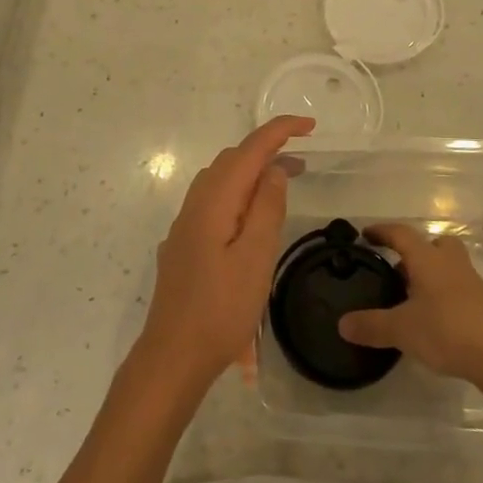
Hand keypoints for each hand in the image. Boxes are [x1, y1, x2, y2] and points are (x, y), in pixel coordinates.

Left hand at [137, 116, 313, 393]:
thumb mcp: (256, 257)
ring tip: (282, 185)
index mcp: (214, 201)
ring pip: (220, 181)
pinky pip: (213, 203)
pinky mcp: (184, 245)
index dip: (279, 131)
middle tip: (303, 162)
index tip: (309, 126)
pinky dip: (237, 196)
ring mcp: (185, 225)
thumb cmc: (221, 309)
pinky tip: (249, 220)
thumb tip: (274, 170)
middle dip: (267, 151)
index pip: (249, 150)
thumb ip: (266, 208)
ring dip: (251, 174)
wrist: (173, 355)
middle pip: (232, 161)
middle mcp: (195, 204)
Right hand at [337, 225, 482, 387]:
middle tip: (399, 268)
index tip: (367, 234)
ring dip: (433, 275)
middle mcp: (451, 264)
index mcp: (427, 259)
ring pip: (450, 267)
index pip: (401, 234)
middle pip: (435, 244)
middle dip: (417, 252)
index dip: (383, 232)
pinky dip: (447, 298)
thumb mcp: (402, 330)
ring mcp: (473, 284)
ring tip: (415, 299)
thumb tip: (342, 324)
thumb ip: (372, 326)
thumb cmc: (448, 329)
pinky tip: (438, 321)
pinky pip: (461, 291)